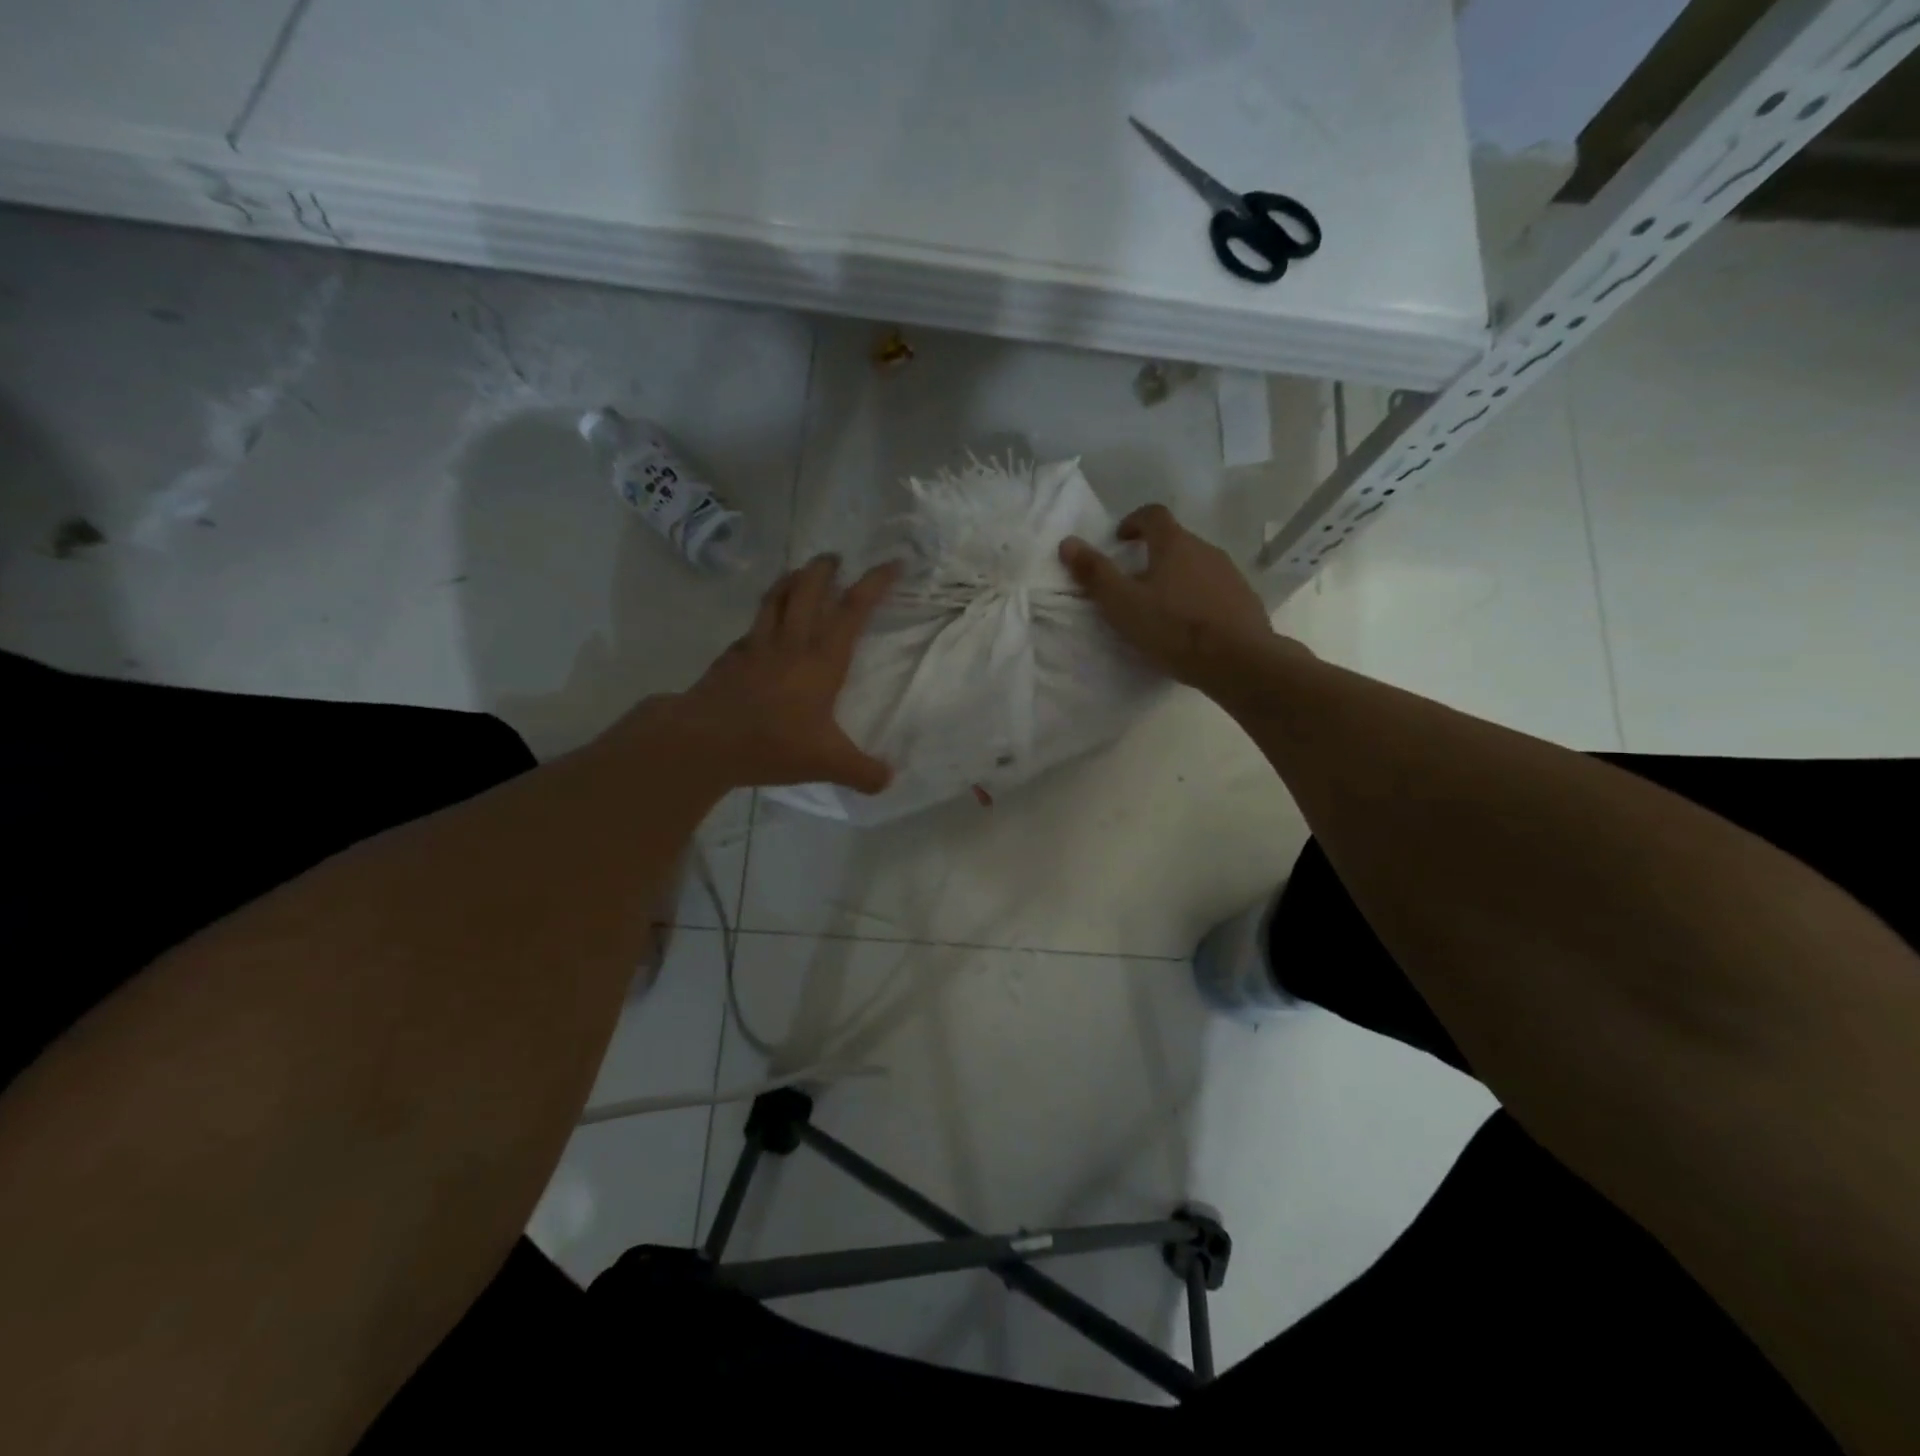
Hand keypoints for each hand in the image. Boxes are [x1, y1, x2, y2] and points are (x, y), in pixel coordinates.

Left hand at [654, 555, 898, 792]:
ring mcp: (756, 646)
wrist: (705, 740)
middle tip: (834, 558)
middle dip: (824, 569)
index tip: (891, 563)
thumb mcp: (828, 763)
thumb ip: (862, 772)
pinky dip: (764, 616)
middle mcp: (791, 643)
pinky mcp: (731, 657)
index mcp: (822, 660)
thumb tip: (889, 780)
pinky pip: (752, 626)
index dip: (874, 583)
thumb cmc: (773, 743)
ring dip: (791, 579)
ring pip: (776, 598)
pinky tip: (763, 626)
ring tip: (800, 571)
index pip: (853, 610)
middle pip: (808, 590)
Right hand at [1059, 504, 1286, 692]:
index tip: (1120, 539)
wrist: (1238, 660)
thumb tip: (1067, 542)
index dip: (1134, 521)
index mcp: (1174, 544)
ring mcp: (1229, 573)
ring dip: (1177, 577)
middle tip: (1134, 580)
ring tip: (1161, 606)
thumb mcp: (1123, 604)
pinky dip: (1198, 597)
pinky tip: (1190, 625)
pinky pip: (1214, 589)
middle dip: (1153, 554)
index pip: (1153, 515)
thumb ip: (1095, 573)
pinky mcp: (1244, 599)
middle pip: (1176, 540)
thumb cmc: (1173, 628)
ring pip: (1197, 565)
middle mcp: (1206, 549)